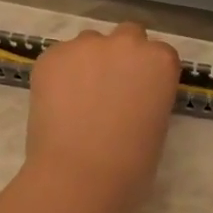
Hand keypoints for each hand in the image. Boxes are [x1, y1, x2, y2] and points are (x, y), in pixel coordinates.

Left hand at [22, 22, 180, 212]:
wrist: (80, 177)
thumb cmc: (131, 165)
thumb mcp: (157, 124)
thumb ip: (148, 96)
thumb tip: (130, 96)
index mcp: (160, 60)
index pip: (159, 53)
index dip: (147, 72)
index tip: (140, 92)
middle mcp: (126, 43)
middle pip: (127, 35)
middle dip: (121, 56)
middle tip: (110, 88)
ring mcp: (86, 45)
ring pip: (90, 43)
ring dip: (88, 62)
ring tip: (77, 98)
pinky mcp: (52, 56)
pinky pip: (59, 58)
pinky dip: (59, 75)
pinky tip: (56, 104)